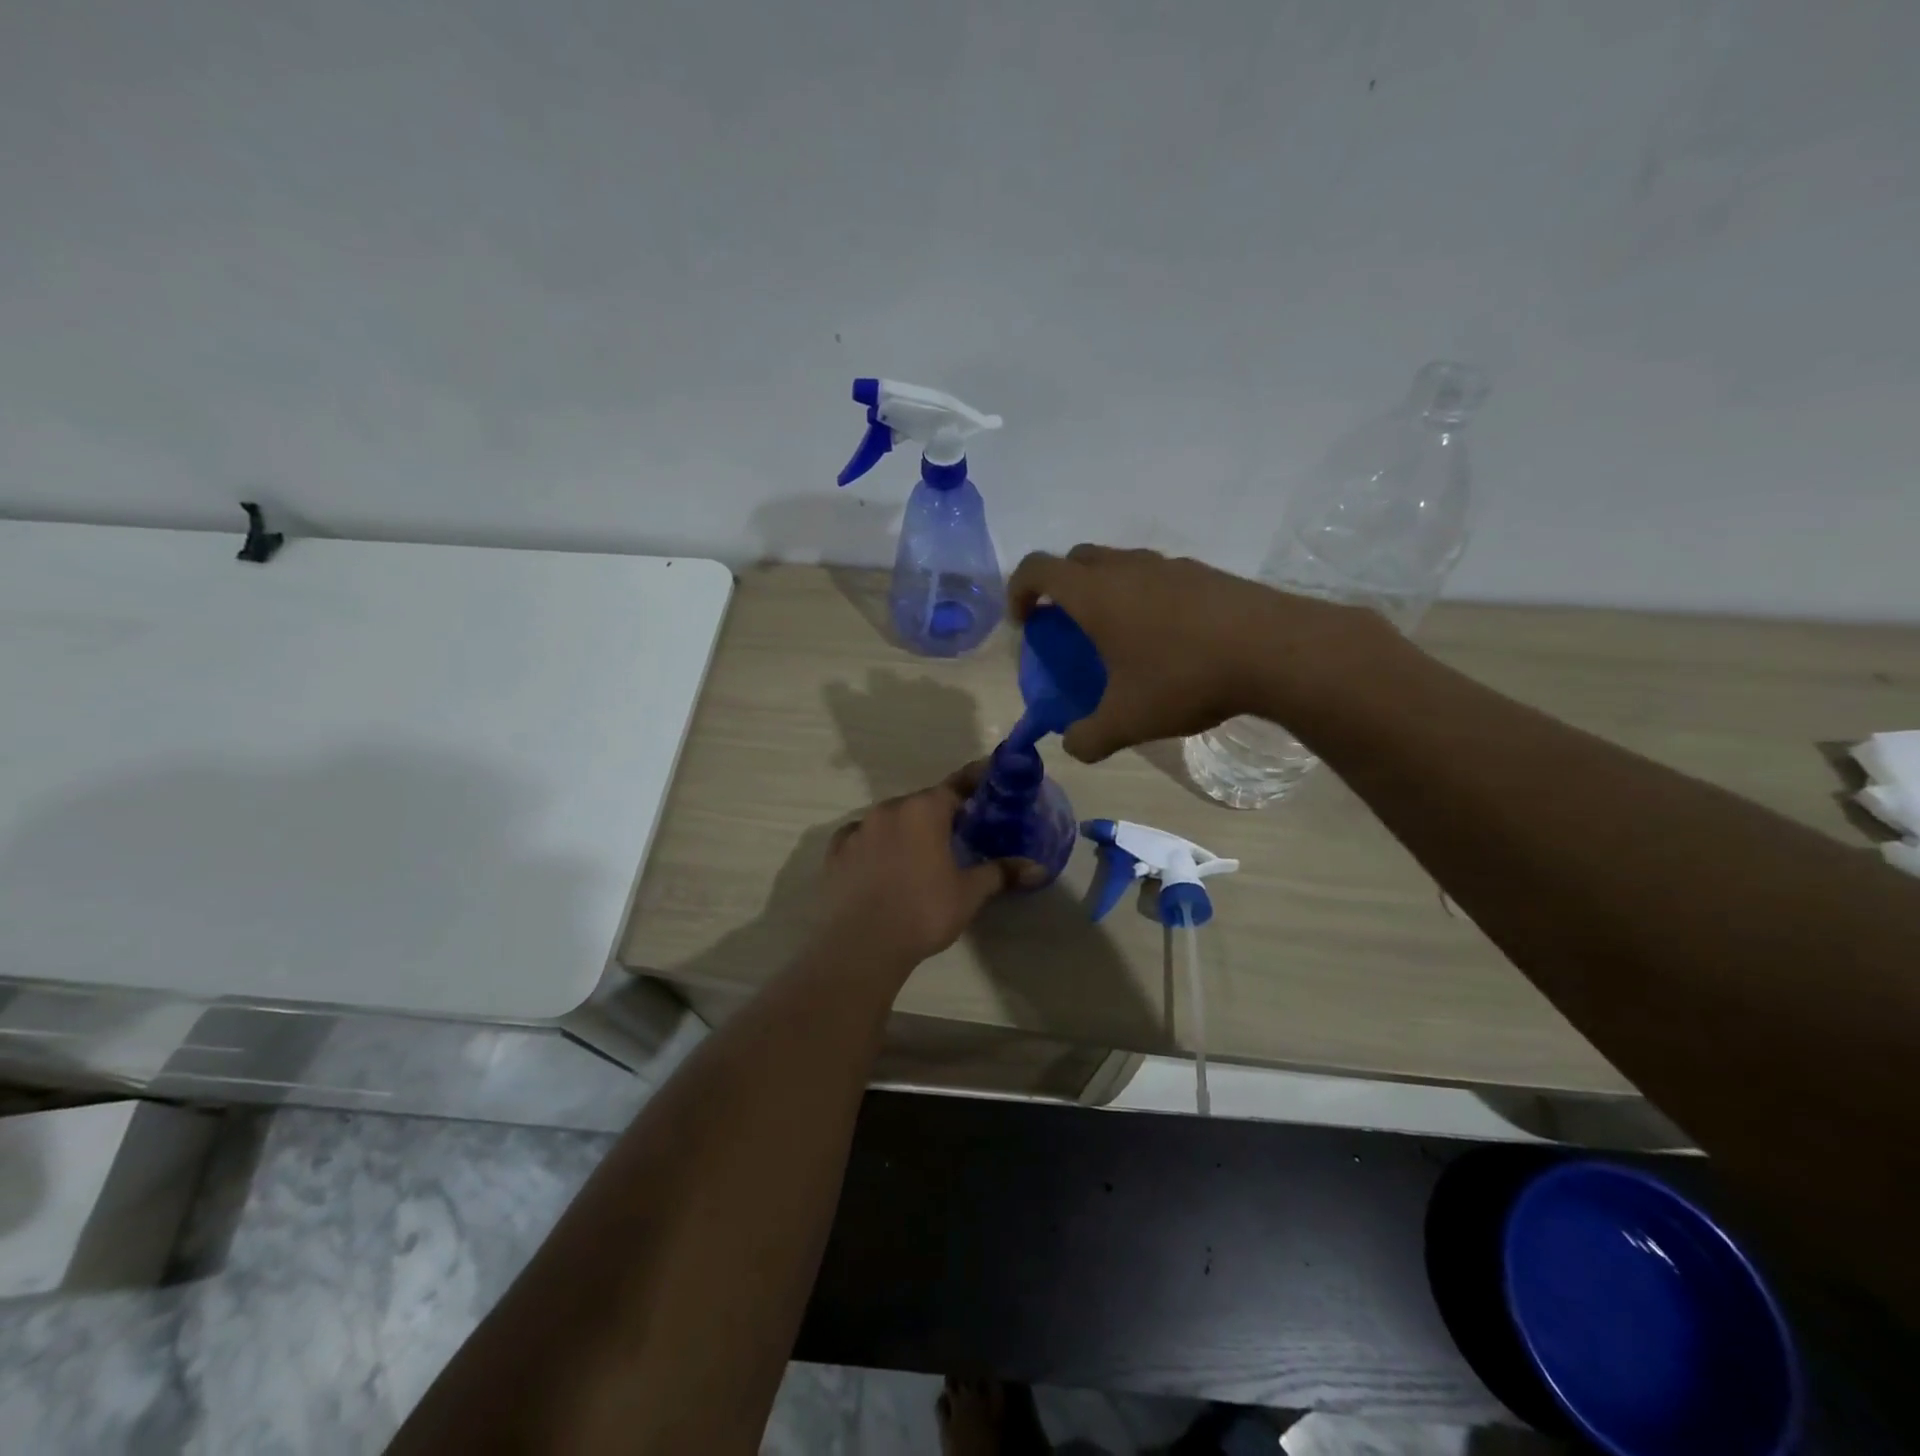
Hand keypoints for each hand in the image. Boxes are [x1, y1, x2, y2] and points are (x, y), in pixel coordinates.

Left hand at [820, 764, 1029, 966]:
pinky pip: (861, 838)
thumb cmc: (923, 911)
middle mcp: (889, 809)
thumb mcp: (969, 893)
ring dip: (906, 830)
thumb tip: (1038, 868)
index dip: (975, 782)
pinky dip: (875, 845)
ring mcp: (858, 829)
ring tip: (919, 856)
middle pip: (921, 803)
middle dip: (940, 815)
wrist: (862, 945)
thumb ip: (1001, 873)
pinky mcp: (836, 852)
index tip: (988, 779)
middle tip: (958, 835)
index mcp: (924, 810)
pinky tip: (881, 865)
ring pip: (890, 820)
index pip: (956, 785)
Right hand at [1008, 544, 1387, 762]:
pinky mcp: (1205, 574)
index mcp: (1096, 594)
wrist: (1276, 650)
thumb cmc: (1185, 678)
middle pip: (1076, 559)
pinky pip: (1157, 576)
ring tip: (1118, 636)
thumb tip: (1072, 745)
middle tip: (1067, 627)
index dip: (1019, 591)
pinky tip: (1165, 638)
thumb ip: (1088, 737)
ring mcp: (1170, 566)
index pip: (1037, 568)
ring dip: (1105, 590)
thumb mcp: (1128, 721)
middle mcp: (1127, 568)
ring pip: (1120, 564)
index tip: (1025, 624)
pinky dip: (1143, 596)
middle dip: (1060, 587)